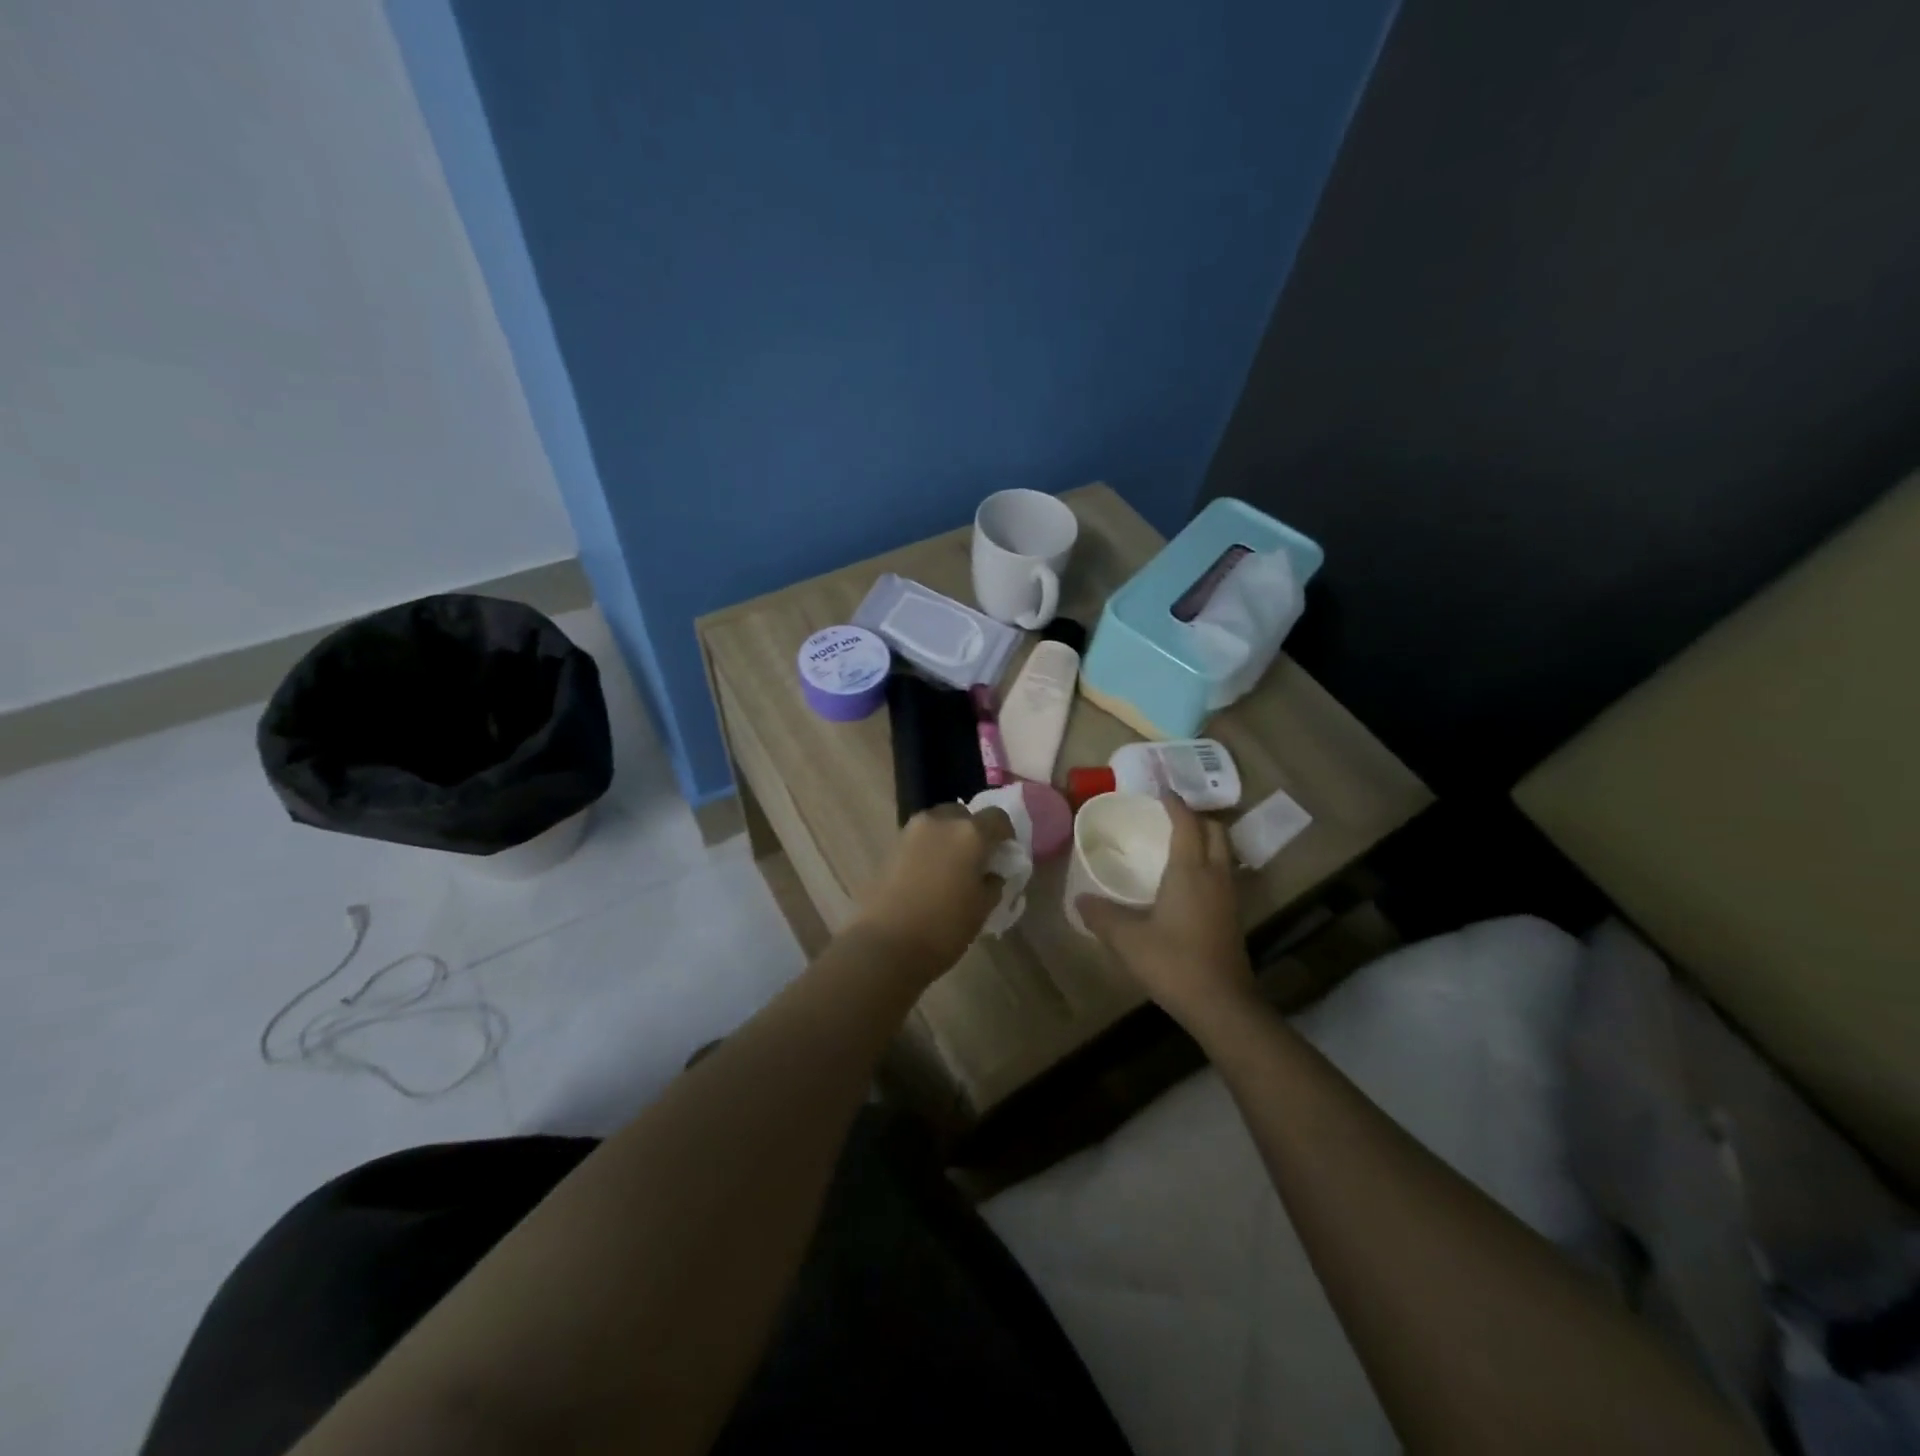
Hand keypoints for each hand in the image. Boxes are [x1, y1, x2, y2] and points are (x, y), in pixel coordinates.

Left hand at [850, 803, 1014, 977]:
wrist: (884, 944)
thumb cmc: (943, 927)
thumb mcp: (982, 908)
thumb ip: (993, 882)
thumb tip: (992, 873)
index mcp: (970, 833)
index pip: (997, 817)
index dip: (1005, 834)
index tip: (1005, 854)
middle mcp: (940, 821)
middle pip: (963, 814)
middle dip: (973, 831)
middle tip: (977, 860)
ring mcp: (911, 831)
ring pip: (939, 824)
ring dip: (949, 838)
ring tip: (952, 869)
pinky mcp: (891, 846)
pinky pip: (919, 839)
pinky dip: (929, 849)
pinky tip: (930, 876)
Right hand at [1077, 794, 1254, 1028]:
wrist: (1221, 1004)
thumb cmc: (1173, 963)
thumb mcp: (1127, 940)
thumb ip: (1102, 916)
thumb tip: (1080, 900)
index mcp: (1190, 871)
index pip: (1187, 824)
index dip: (1175, 804)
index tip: (1160, 791)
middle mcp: (1215, 875)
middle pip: (1215, 831)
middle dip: (1196, 818)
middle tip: (1170, 816)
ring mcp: (1229, 897)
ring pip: (1224, 853)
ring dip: (1206, 840)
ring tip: (1178, 843)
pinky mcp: (1233, 917)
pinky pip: (1224, 874)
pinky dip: (1209, 864)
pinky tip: (1189, 881)